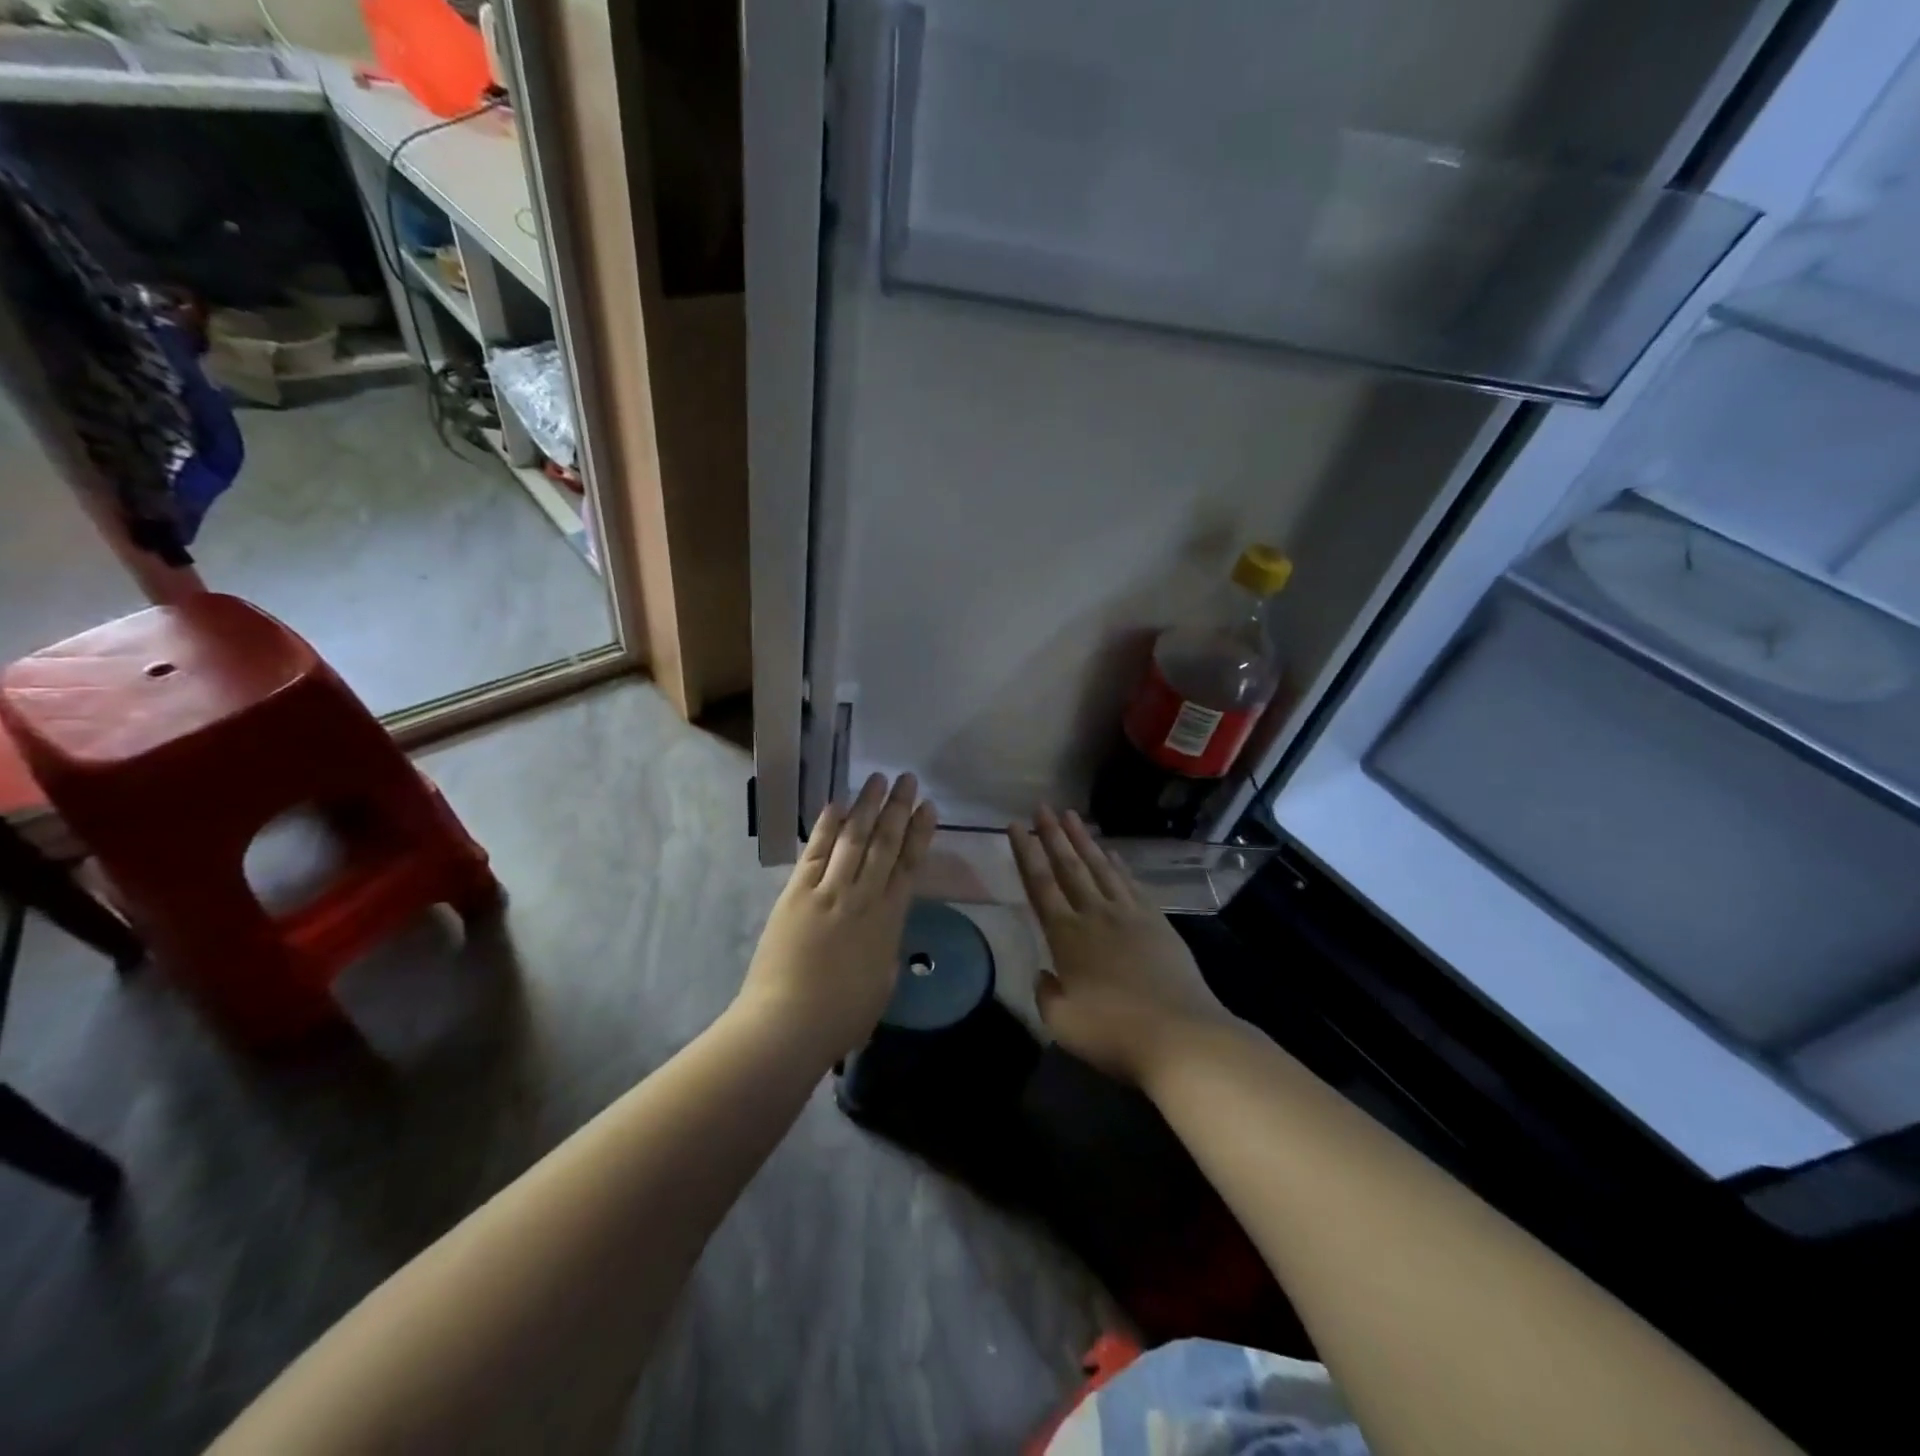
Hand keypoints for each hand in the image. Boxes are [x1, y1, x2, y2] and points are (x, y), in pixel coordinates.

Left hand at [737, 773, 937, 1061]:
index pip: (909, 865)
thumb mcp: (883, 982)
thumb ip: (886, 949)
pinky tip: (836, 806)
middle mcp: (862, 897)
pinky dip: (826, 828)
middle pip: (884, 843)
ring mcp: (828, 892)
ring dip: (866, 807)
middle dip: (898, 809)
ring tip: (877, 779)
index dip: (920, 833)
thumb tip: (883, 930)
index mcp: (889, 920)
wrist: (789, 1023)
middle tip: (908, 779)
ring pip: (853, 839)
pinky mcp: (796, 894)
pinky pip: (815, 853)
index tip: (929, 807)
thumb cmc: (842, 1015)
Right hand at [1008, 807, 1234, 1087]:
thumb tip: (1045, 974)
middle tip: (1042, 807)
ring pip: (1100, 867)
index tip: (1015, 826)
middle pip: (1069, 866)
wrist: (1180, 1034)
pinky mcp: (1157, 922)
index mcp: (1066, 936)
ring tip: (1072, 816)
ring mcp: (1129, 915)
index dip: (1025, 854)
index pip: (1039, 885)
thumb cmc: (1114, 1032)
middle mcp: (1095, 915)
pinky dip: (1118, 864)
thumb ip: (1046, 994)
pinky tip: (1112, 853)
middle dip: (1053, 835)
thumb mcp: (1063, 1022)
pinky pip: (1131, 883)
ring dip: (1084, 840)